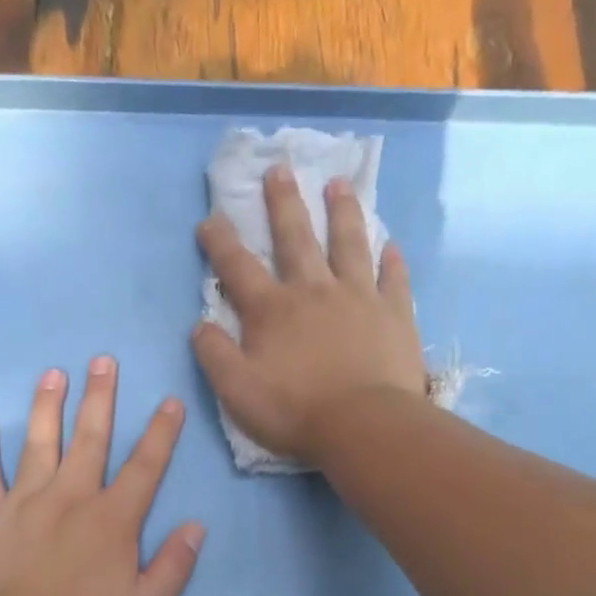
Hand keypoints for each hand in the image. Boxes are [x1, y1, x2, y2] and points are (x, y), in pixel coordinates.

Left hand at [0, 357, 204, 595]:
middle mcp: (71, 498)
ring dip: (47, 407)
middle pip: (90, 439)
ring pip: (38, 443)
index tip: (169, 401)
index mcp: (113, 520)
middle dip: (100, 398)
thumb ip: (173, 567)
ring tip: (53, 373)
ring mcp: (24, 503)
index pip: (144, 467)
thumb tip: (195, 527)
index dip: (161, 433)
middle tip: (102, 361)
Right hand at [192, 166, 429, 466]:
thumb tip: (200, 325)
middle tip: (279, 170)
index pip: (237, 267)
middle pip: (295, 238)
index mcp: (272, 310)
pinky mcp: (394, 313)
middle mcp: (313, 291)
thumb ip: (214, 354)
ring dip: (341, 213)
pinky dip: (390, 260)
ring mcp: (358, 297)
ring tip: (338, 185)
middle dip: (283, 203)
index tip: (209, 219)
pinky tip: (390, 244)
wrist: (363, 426)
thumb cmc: (294, 410)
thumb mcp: (236, 390)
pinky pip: (393, 278)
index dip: (219, 241)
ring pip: (348, 244)